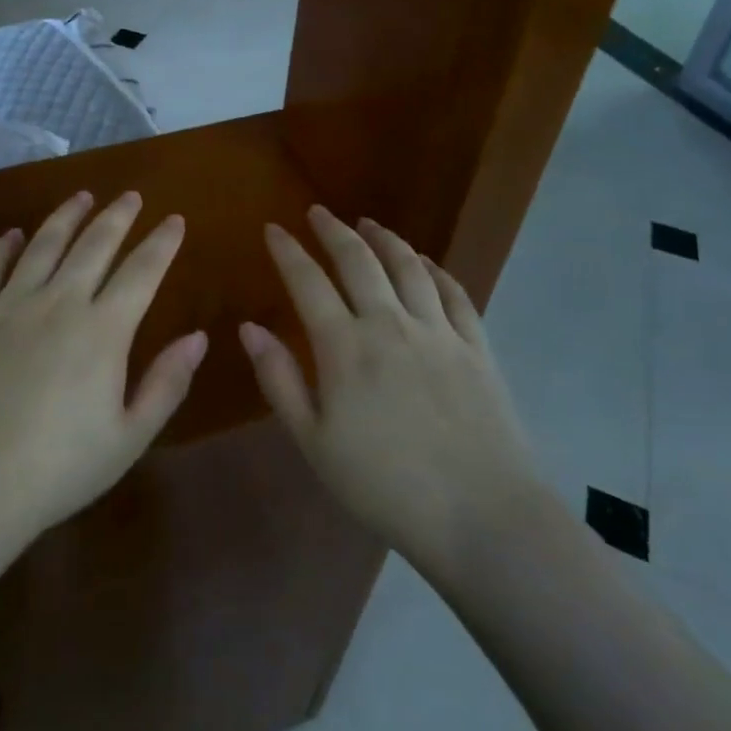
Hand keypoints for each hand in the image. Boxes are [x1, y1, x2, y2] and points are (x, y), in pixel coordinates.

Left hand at [0, 190, 207, 553]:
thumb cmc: (56, 471)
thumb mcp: (127, 438)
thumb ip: (166, 383)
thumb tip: (198, 337)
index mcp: (102, 331)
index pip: (142, 272)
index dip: (162, 242)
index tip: (175, 219)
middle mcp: (58, 302)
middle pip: (94, 245)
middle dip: (117, 216)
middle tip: (131, 195)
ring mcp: (8, 305)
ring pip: (43, 245)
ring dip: (66, 217)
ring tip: (82, 196)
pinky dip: (1, 246)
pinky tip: (11, 235)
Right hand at [241, 206, 549, 578]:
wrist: (482, 517)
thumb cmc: (384, 485)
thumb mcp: (314, 442)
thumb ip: (279, 380)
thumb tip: (249, 328)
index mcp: (345, 346)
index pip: (308, 281)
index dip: (287, 250)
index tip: (273, 228)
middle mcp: (390, 324)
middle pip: (358, 261)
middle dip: (333, 231)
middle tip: (318, 213)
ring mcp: (438, 332)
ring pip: (408, 267)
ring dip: (384, 239)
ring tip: (368, 224)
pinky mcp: (476, 347)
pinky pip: (454, 293)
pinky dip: (435, 270)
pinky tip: (425, 263)